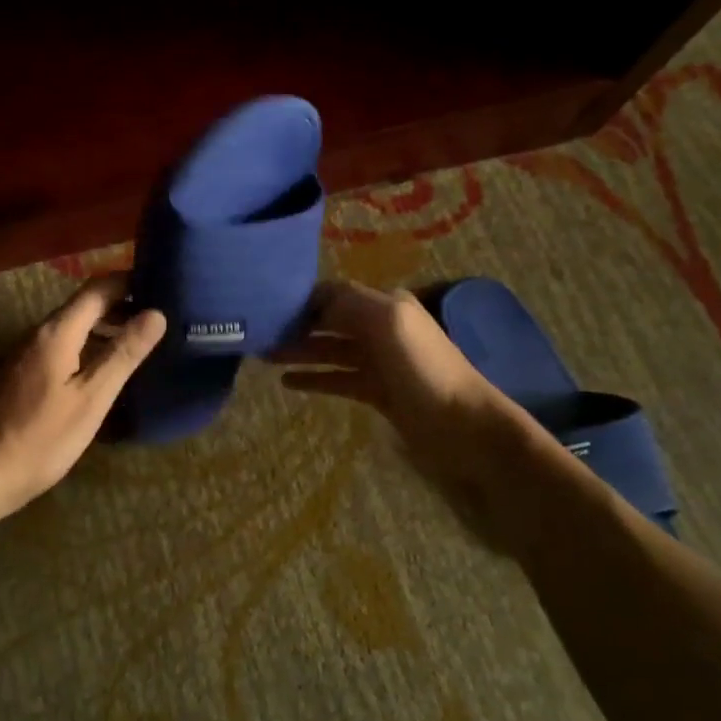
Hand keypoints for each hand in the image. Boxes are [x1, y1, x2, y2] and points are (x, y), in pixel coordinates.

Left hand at [0, 277, 166, 521]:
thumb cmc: (44, 439)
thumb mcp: (92, 398)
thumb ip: (123, 353)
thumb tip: (157, 313)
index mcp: (57, 332)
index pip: (97, 288)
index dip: (129, 281)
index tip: (162, 286)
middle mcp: (38, 333)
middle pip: (84, 304)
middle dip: (122, 304)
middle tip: (160, 317)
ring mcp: (26, 353)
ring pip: (73, 326)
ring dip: (106, 326)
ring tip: (141, 342)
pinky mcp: (22, 373)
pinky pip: (62, 346)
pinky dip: (89, 346)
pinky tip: (106, 369)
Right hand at [272, 281, 551, 498]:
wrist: (464, 427)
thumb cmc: (424, 369)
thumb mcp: (388, 322)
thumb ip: (348, 304)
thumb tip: (309, 302)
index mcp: (386, 305)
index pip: (334, 294)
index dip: (301, 300)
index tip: (266, 308)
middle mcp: (381, 328)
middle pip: (329, 321)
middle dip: (296, 325)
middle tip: (257, 335)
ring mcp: (379, 362)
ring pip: (330, 351)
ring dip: (299, 352)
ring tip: (263, 358)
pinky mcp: (377, 392)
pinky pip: (338, 379)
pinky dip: (314, 379)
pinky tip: (287, 383)